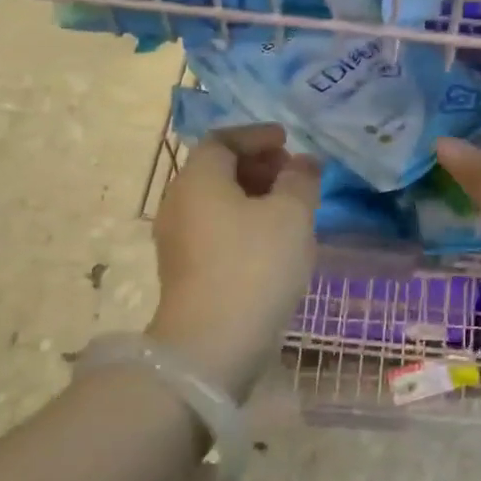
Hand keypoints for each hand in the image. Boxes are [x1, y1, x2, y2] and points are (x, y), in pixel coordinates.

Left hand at [148, 124, 321, 399]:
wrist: (213, 344)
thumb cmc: (255, 265)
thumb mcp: (292, 214)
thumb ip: (301, 180)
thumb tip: (303, 163)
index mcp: (198, 179)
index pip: (223, 140)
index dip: (257, 136)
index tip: (287, 141)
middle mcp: (179, 203)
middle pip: (217, 170)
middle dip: (257, 166)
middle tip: (292, 173)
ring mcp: (177, 240)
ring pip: (217, 202)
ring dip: (252, 196)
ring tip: (289, 207)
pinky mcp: (184, 271)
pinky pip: (215, 229)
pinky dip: (242, 222)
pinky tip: (271, 241)